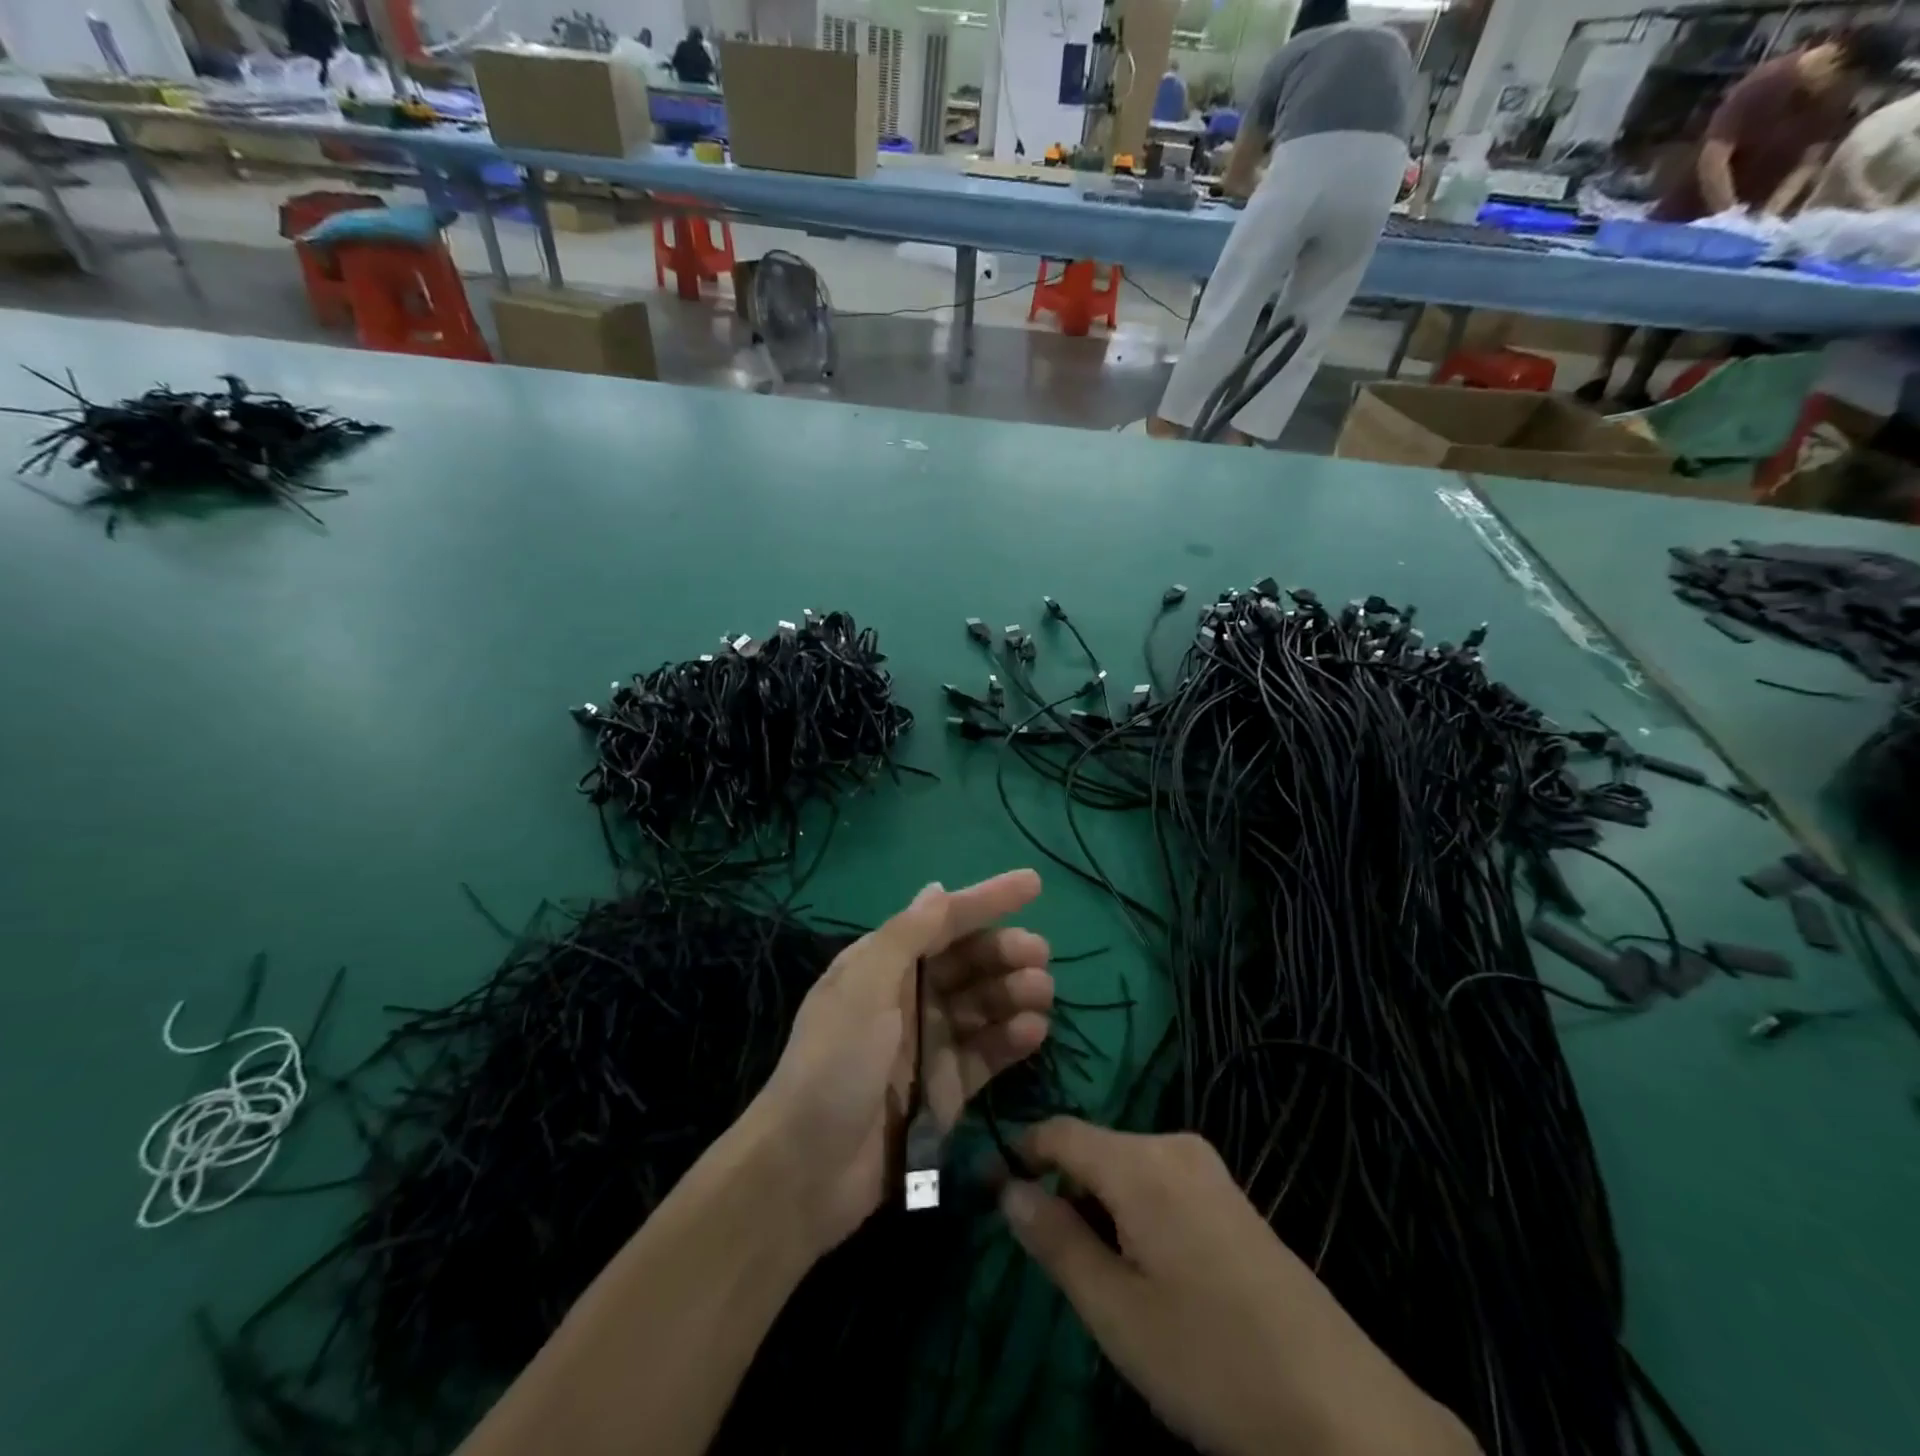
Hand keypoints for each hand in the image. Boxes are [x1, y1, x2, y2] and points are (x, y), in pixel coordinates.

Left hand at [748, 871, 1052, 1254]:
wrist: (806, 1170)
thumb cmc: (834, 1062)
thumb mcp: (864, 987)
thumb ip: (905, 936)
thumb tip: (937, 888)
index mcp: (883, 964)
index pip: (942, 921)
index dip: (986, 899)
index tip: (1033, 884)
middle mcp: (907, 996)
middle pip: (967, 962)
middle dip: (1004, 951)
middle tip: (1040, 954)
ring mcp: (928, 1043)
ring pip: (982, 1005)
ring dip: (1013, 993)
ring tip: (1041, 992)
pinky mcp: (945, 1088)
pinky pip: (986, 1052)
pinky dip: (1010, 1039)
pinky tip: (1033, 1031)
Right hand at [1001, 1120, 1479, 1455]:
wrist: (1346, 1413)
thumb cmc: (1213, 1362)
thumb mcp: (1117, 1313)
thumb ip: (1056, 1241)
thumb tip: (1008, 1189)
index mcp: (1141, 1162)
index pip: (1060, 1131)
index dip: (1020, 1152)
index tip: (989, 1187)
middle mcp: (1174, 1145)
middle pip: (1094, 1148)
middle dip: (1063, 1189)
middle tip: (1048, 1258)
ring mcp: (1209, 1170)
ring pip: (1126, 1168)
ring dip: (1098, 1206)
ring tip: (1097, 1274)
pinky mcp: (1231, 1198)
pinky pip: (1160, 1183)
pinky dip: (1133, 1213)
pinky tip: (1147, 1272)